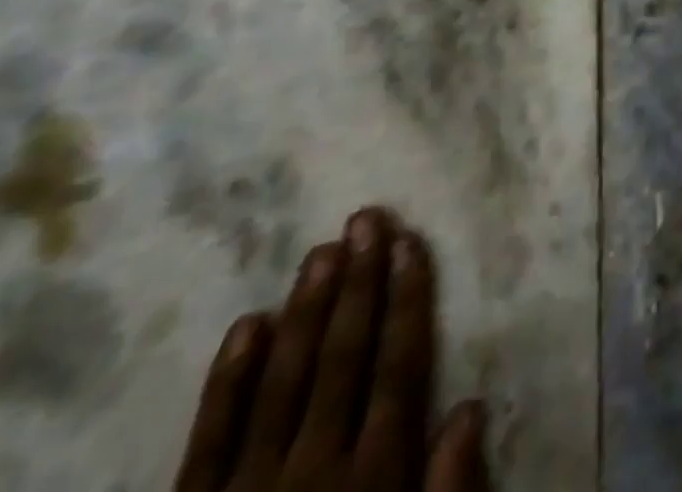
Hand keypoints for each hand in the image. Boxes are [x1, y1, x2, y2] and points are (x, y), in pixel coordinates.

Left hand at [174, 208, 489, 491]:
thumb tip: (474, 406)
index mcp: (371, 479)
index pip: (398, 368)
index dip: (408, 300)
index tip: (412, 241)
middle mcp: (313, 470)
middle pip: (343, 358)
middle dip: (359, 284)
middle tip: (366, 218)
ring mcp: (246, 490)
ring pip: (283, 381)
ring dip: (306, 310)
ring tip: (322, 249)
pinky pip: (208, 440)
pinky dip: (228, 380)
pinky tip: (248, 323)